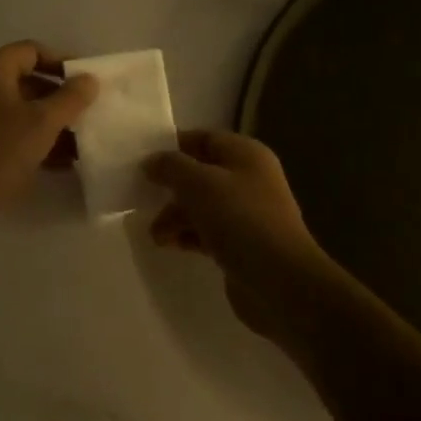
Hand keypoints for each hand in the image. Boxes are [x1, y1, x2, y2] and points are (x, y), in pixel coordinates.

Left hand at [0, 41, 98, 239]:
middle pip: (29, 81)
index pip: (33, 51)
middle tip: (88, 113)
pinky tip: (64, 162)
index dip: (62, 62)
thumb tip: (89, 80)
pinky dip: (37, 141)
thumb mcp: (43, 121)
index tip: (86, 82)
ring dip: (53, 124)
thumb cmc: (1, 148)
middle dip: (61, 98)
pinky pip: (15, 132)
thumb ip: (71, 98)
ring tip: (82, 142)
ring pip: (24, 110)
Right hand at [145, 130, 348, 339]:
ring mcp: (246, 213)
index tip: (142, 160)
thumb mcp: (199, 184)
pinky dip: (187, 235)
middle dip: (171, 186)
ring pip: (201, 205)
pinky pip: (207, 231)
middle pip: (200, 173)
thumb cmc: (240, 220)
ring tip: (156, 234)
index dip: (173, 146)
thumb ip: (171, 167)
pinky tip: (170, 245)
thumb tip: (151, 162)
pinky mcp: (241, 244)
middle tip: (141, 197)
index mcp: (245, 154)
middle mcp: (248, 179)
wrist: (280, 281)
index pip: (203, 139)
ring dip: (175, 215)